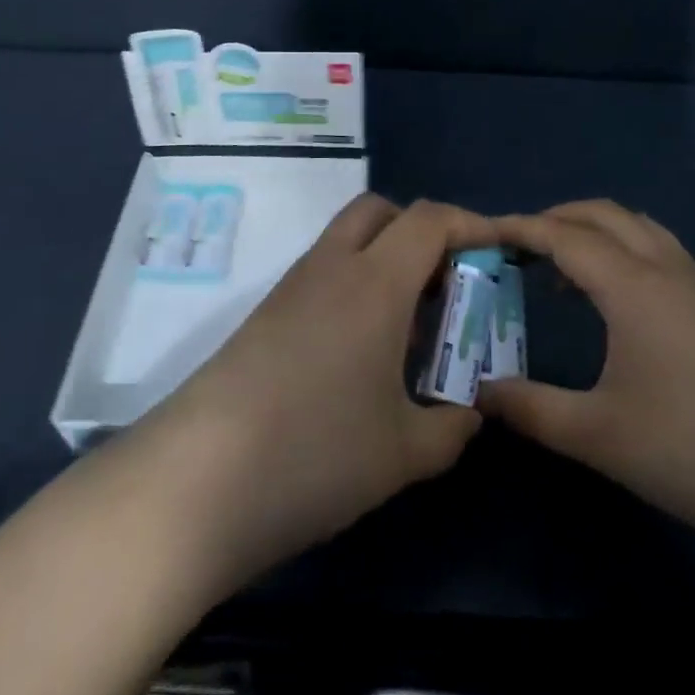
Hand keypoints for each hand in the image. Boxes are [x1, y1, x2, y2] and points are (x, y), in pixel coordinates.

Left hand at [140, 195, 491, 590]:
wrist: (194, 483)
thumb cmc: (314, 454)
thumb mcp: (402, 453)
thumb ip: (451, 427)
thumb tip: (470, 412)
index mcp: (375, 282)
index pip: (430, 220)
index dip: (472, 224)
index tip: (499, 250)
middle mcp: (332, 267)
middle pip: (382, 211)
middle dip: (422, 231)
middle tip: (446, 282)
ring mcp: (292, 288)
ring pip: (347, 240)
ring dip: (385, 260)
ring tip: (409, 326)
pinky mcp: (264, 315)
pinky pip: (323, 274)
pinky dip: (354, 286)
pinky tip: (360, 351)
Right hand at [480, 200, 694, 556]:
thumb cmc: (689, 451)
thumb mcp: (597, 436)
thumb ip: (530, 408)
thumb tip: (479, 390)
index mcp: (632, 286)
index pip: (564, 236)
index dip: (520, 229)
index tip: (482, 233)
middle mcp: (664, 268)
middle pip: (601, 214)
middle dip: (554, 218)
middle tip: (515, 247)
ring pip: (635, 225)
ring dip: (592, 229)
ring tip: (558, 265)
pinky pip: (656, 247)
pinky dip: (621, 246)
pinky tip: (611, 294)